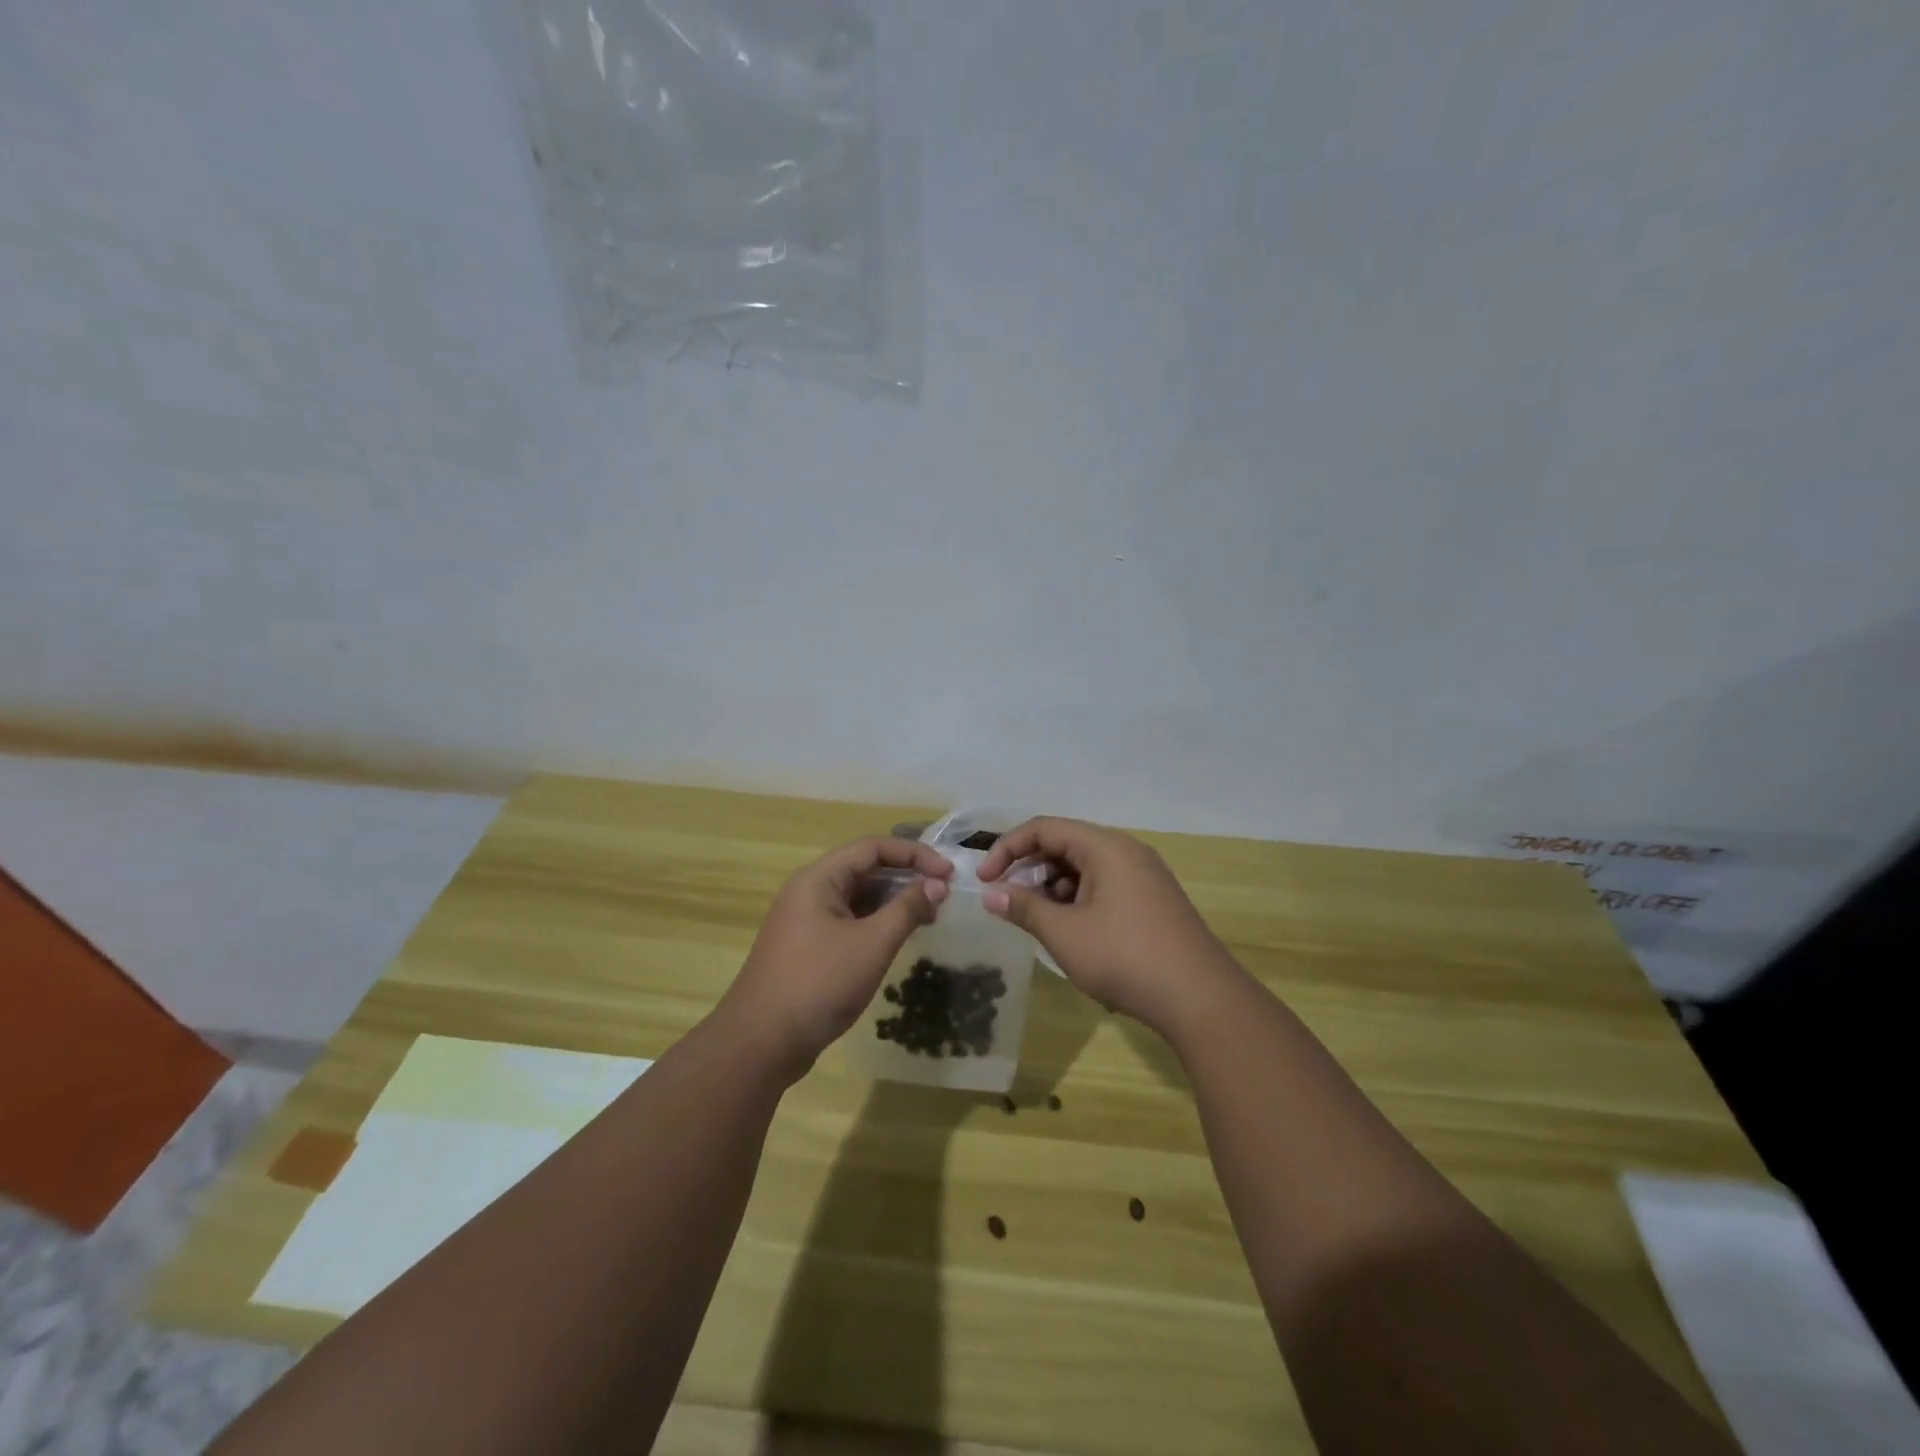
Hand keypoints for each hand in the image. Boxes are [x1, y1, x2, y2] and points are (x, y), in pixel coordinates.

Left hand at [720, 837, 952, 1077]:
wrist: (760, 1044)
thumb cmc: (818, 984)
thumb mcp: (872, 944)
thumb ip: (907, 909)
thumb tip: (937, 885)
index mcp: (818, 879)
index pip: (872, 848)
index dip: (914, 854)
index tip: (948, 873)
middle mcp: (809, 891)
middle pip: (864, 868)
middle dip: (906, 876)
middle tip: (942, 894)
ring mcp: (806, 920)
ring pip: (857, 896)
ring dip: (893, 901)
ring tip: (928, 915)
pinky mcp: (808, 947)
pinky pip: (849, 920)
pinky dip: (877, 922)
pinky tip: (899, 937)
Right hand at [976, 817, 1235, 1033]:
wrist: (1200, 998)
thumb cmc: (1125, 957)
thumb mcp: (1065, 934)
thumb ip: (1024, 908)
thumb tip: (991, 894)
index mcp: (1105, 847)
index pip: (1044, 828)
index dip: (1007, 849)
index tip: (984, 880)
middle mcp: (1126, 851)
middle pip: (1065, 844)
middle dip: (1030, 869)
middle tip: (1008, 901)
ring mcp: (1143, 875)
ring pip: (1085, 867)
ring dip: (1053, 887)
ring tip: (1038, 920)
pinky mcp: (1152, 899)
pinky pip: (1104, 884)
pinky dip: (1078, 899)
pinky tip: (1070, 930)